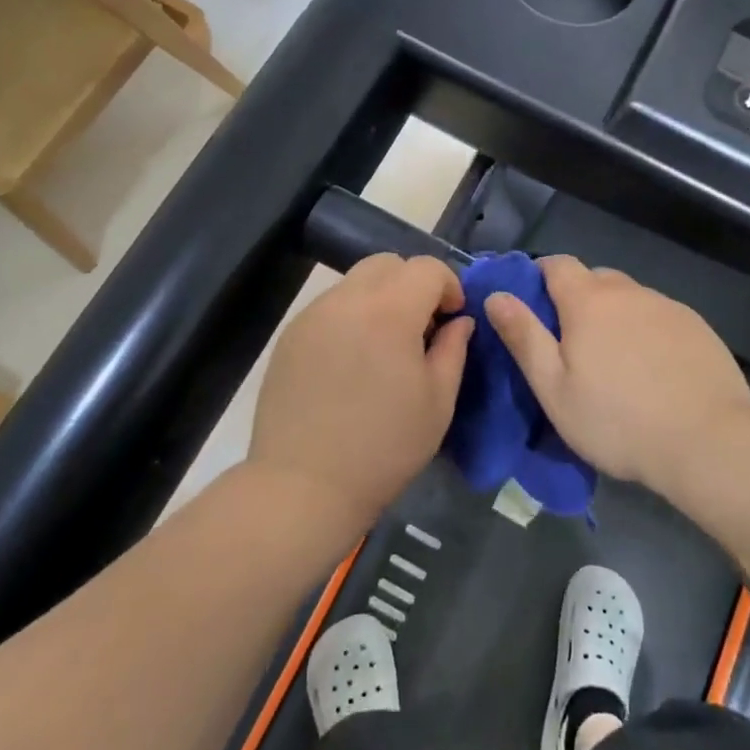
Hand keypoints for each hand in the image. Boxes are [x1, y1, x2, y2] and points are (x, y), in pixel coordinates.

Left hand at [249, 254, 472, 531]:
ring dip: (380, 298)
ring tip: (384, 346)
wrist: (304, 485)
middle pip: (387, 263)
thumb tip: (459, 321)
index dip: (449, 285)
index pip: (427, 268)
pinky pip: (330, 307)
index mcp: (389, 312)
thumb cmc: (384, 447)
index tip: (452, 318)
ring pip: (355, 282)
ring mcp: (312, 315)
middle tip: (420, 327)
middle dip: (413, 284)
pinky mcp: (290, 335)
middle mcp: (347, 300)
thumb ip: (453, 349)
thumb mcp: (438, 401)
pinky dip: (351, 317)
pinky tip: (351, 362)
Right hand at [485, 256, 749, 500]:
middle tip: (571, 344)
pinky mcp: (698, 327)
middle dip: (577, 299)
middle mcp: (629, 292)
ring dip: (614, 316)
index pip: (557, 264)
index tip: (533, 306)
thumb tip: (496, 296)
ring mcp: (668, 307)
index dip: (539, 276)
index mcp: (588, 301)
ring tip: (615, 363)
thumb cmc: (617, 420)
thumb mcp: (554, 388)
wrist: (708, 441)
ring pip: (630, 298)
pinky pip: (659, 317)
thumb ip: (524, 337)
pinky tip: (652, 370)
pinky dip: (647, 332)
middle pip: (595, 279)